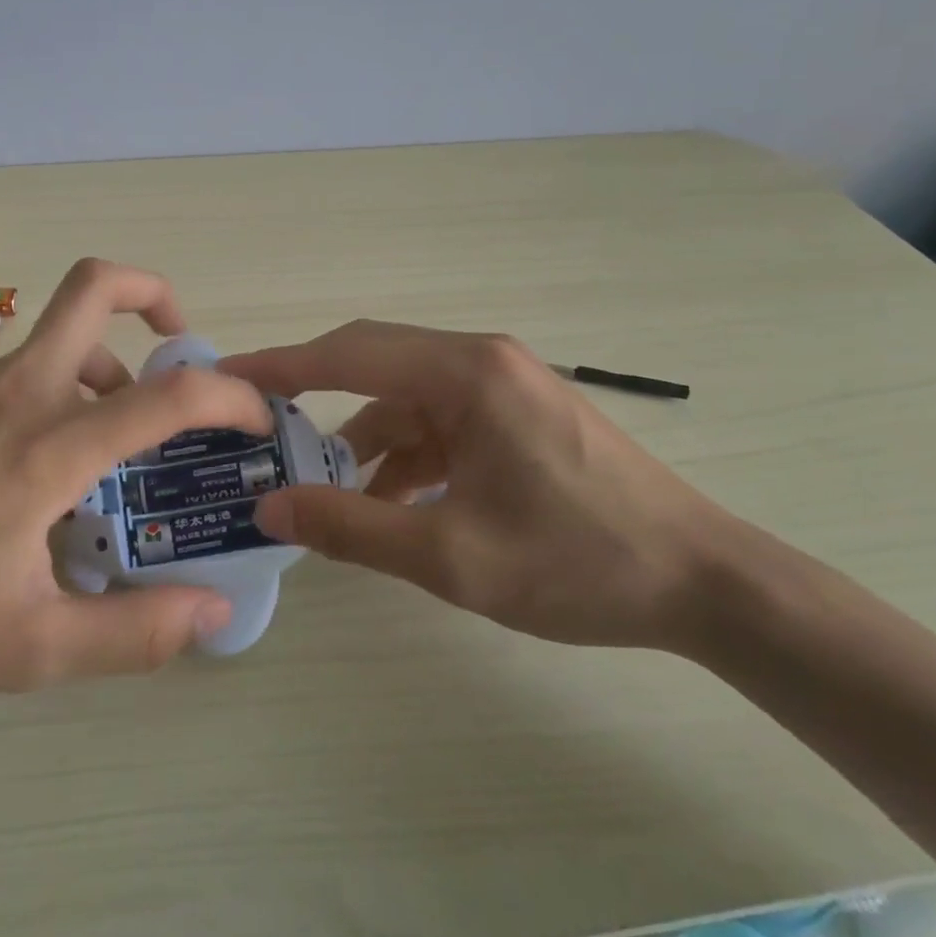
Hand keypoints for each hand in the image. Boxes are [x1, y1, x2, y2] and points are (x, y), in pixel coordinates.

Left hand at [0, 259, 270, 732]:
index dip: (228, 393)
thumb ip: (134, 632)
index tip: (255, 414)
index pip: (166, 393)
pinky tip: (27, 475)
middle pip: (92, 286)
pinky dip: (51, 396)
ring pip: (53, 340)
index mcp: (46, 447)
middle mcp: (11, 393)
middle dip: (153, 292)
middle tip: (179, 341)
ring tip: (106, 448)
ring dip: (101, 369)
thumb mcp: (29, 648)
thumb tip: (214, 613)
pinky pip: (13, 376)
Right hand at [218, 322, 734, 650]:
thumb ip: (353, 528)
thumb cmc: (578, 562)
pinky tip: (392, 504)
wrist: (707, 583)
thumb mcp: (452, 555)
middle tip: (260, 426)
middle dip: (314, 395)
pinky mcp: (514, 413)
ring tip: (326, 490)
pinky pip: (438, 421)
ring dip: (364, 439)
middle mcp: (479, 360)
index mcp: (465, 372)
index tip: (228, 376)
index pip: (349, 353)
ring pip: (405, 398)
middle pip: (373, 362)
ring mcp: (500, 384)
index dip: (282, 365)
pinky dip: (405, 455)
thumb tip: (270, 507)